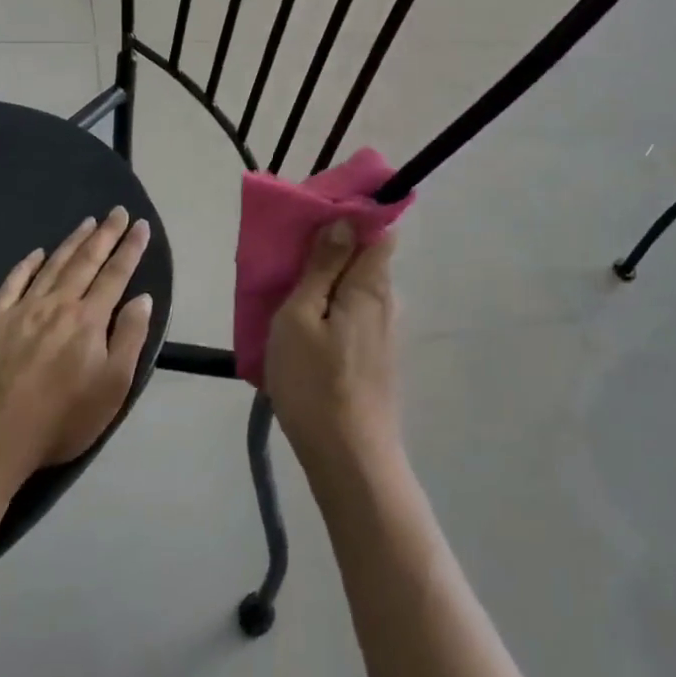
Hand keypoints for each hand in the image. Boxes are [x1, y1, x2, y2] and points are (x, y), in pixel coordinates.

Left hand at [0, 209, 154, 498]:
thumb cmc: (60, 419)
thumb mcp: (112, 386)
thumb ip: (130, 338)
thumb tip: (142, 298)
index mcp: (90, 319)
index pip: (116, 274)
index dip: (131, 248)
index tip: (141, 225)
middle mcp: (59, 304)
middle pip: (86, 261)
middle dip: (106, 234)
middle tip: (118, 210)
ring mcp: (22, 311)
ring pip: (53, 265)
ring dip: (72, 241)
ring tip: (88, 221)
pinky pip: (12, 284)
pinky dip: (27, 265)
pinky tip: (36, 253)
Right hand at [265, 222, 401, 477]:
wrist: (351, 460)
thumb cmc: (316, 383)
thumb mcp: (301, 316)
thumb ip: (322, 266)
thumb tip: (343, 222)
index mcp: (372, 282)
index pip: (380, 228)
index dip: (353, 215)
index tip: (317, 218)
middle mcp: (388, 300)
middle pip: (365, 258)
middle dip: (332, 251)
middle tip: (290, 259)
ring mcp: (385, 331)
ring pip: (357, 290)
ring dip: (328, 285)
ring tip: (288, 296)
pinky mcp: (378, 357)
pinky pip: (355, 316)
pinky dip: (332, 312)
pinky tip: (304, 332)